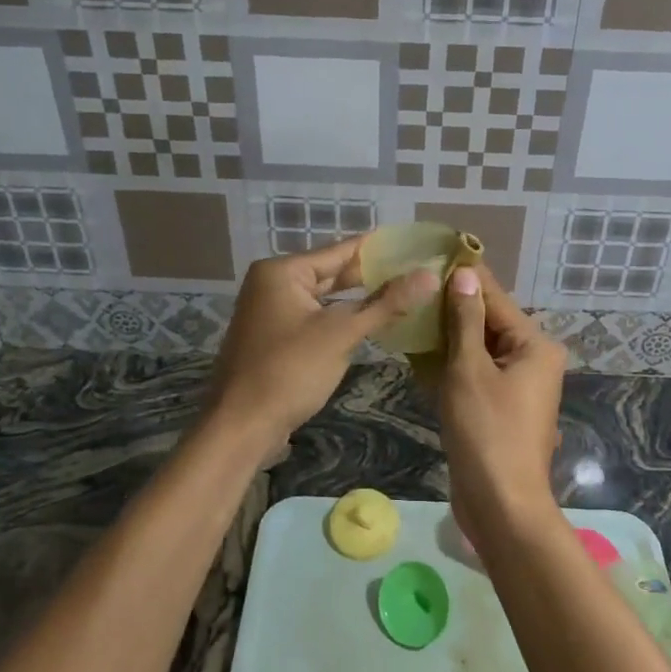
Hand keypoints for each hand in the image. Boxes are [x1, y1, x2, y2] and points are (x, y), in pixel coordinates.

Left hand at [205, 237, 437, 445]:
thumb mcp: (341, 334)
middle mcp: (272, 284)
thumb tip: (429, 275)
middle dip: (372, 276)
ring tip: (404, 293)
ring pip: (324, 299)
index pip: (340, 250)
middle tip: (417, 271)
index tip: (415, 244)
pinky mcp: (274, 338)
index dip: (379, 249)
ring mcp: (270, 312)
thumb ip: (386, 303)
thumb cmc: (289, 371)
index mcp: (282, 272)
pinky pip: (315, 319)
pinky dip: (341, 320)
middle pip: (331, 273)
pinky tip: (372, 322)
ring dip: (359, 300)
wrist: (241, 426)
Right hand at [439, 264, 568, 538]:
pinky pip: (476, 374)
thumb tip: (466, 274)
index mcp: (535, 346)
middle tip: (413, 287)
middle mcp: (533, 360)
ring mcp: (517, 386)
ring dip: (448, 336)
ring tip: (411, 313)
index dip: (465, 277)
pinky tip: (420, 353)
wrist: (500, 505)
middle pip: (489, 322)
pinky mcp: (500, 408)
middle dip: (452, 308)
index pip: (496, 298)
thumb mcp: (470, 370)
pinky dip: (452, 365)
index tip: (435, 254)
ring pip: (479, 349)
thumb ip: (466, 320)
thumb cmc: (487, 432)